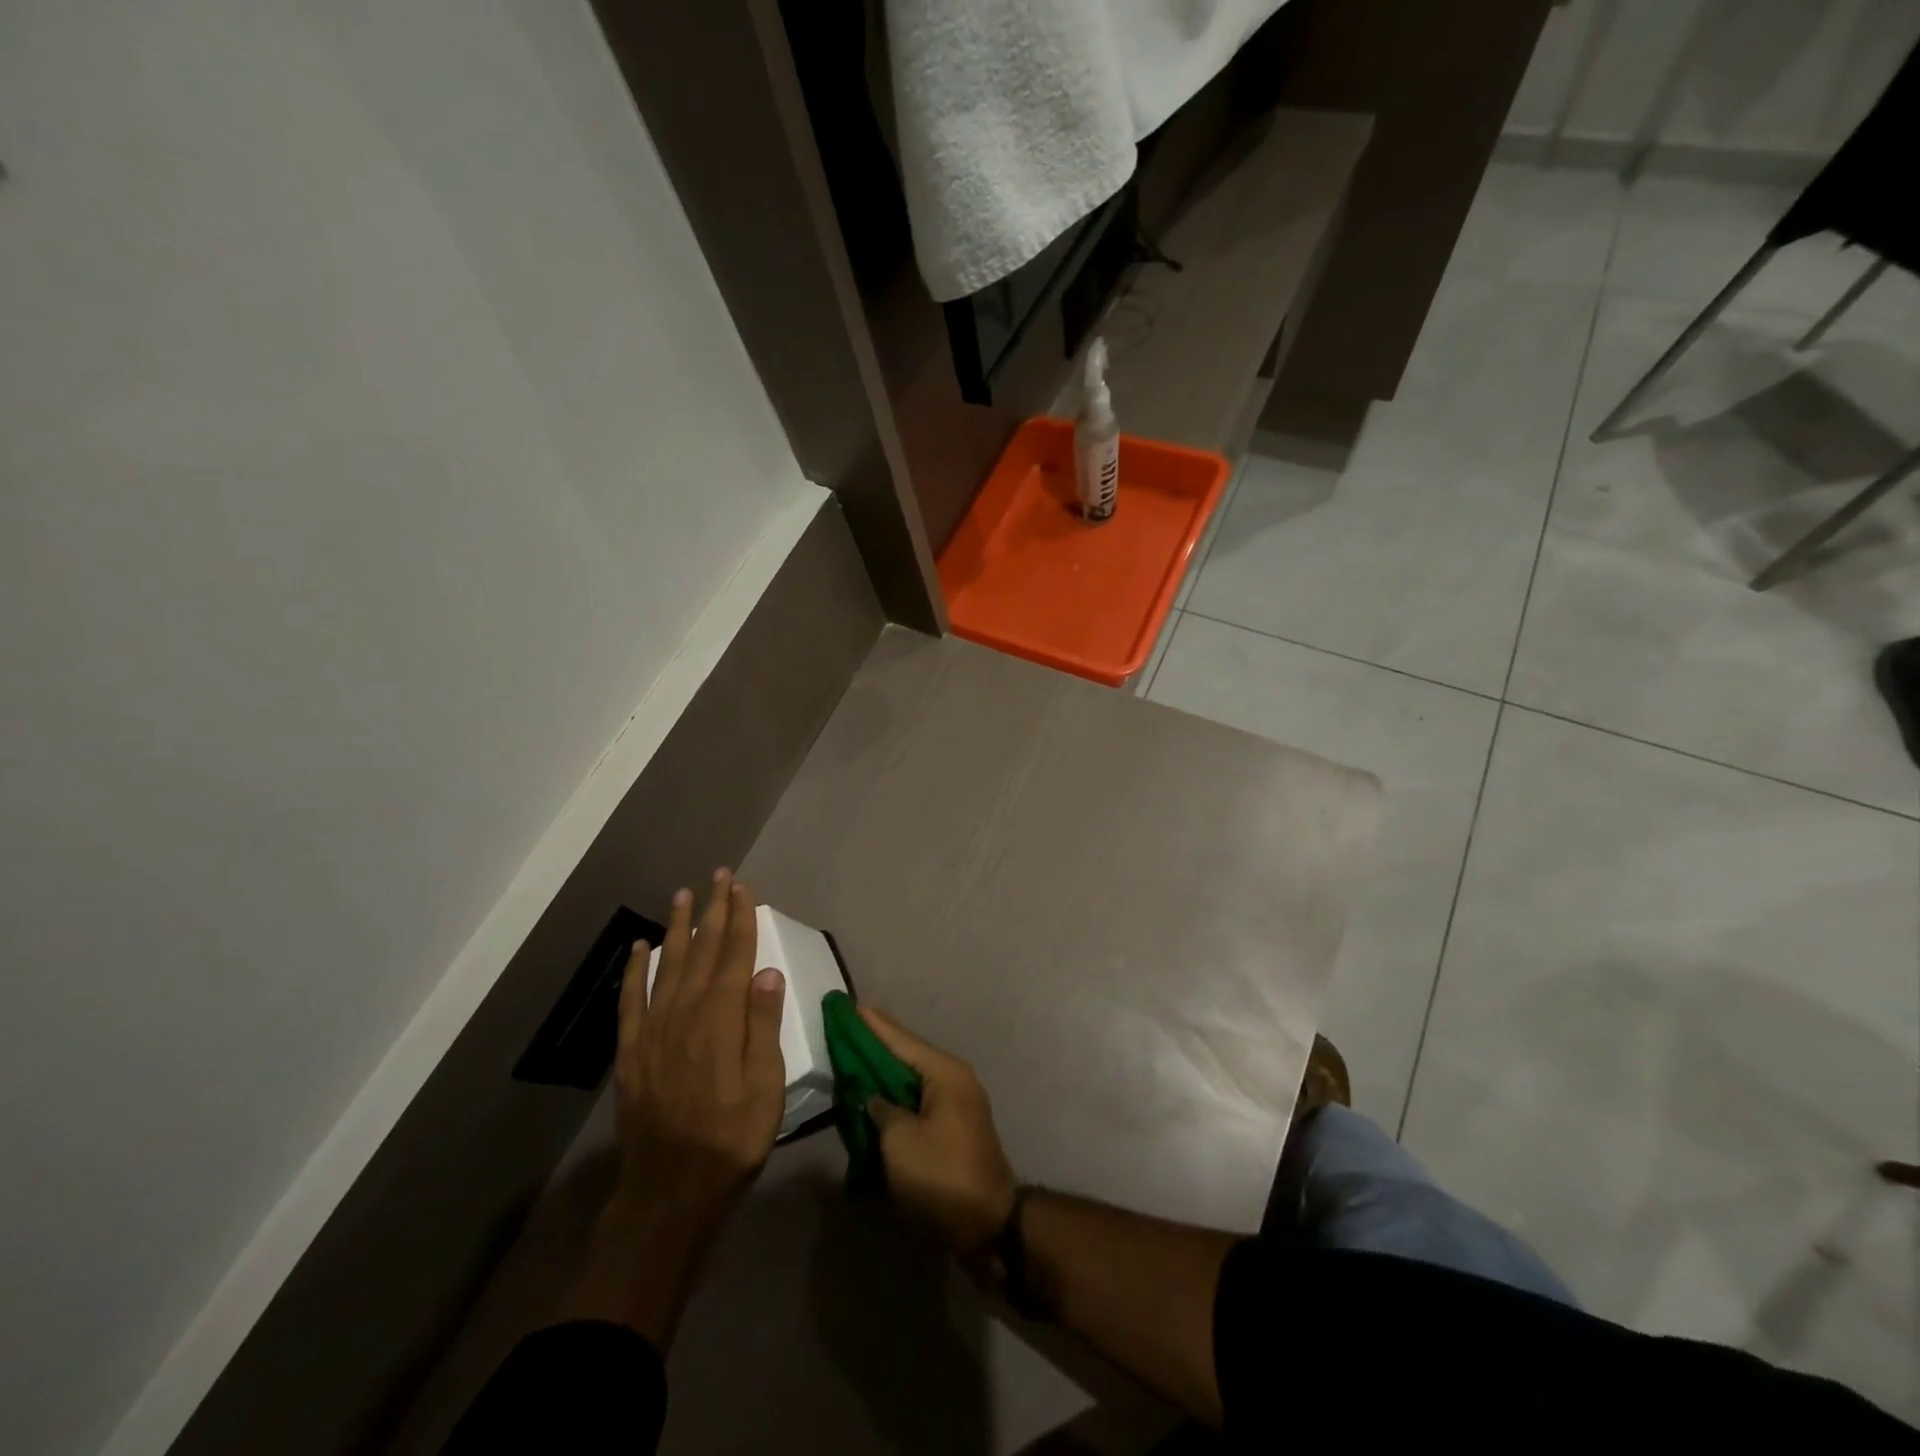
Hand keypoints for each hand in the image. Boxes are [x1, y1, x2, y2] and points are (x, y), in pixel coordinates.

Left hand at [612, 870, 787, 1223]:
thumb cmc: (731, 1139)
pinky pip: (630, 1000)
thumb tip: (768, 971)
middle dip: (712, 910)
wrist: (670, 1192)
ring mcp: (653, 1031)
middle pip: (702, 951)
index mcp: (721, 1018)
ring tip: (682, 896)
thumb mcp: (765, 1087)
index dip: (740, 919)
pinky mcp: (631, 1052)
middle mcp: (685, 1013)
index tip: (742, 888)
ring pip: (667, 965)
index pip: (734, 955)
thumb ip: (763, 1026)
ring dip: (676, 928)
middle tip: (718, 876)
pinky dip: (634, 970)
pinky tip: (637, 949)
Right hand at [859, 1005, 1017, 1256]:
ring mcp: (956, 1105)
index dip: (871, 1024)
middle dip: (875, 1045)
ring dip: (883, 1074)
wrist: (988, 1227)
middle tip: (844, 1029)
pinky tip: (872, 1098)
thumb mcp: (899, 1140)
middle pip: (906, 1056)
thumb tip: (870, 1096)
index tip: (848, 1005)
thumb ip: (879, 1109)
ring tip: (852, 1058)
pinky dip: (894, 1099)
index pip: (900, 1039)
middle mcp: (953, 1079)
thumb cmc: (941, 1175)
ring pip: (910, 1080)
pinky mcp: (952, 1129)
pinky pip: (916, 1102)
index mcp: (944, 1072)